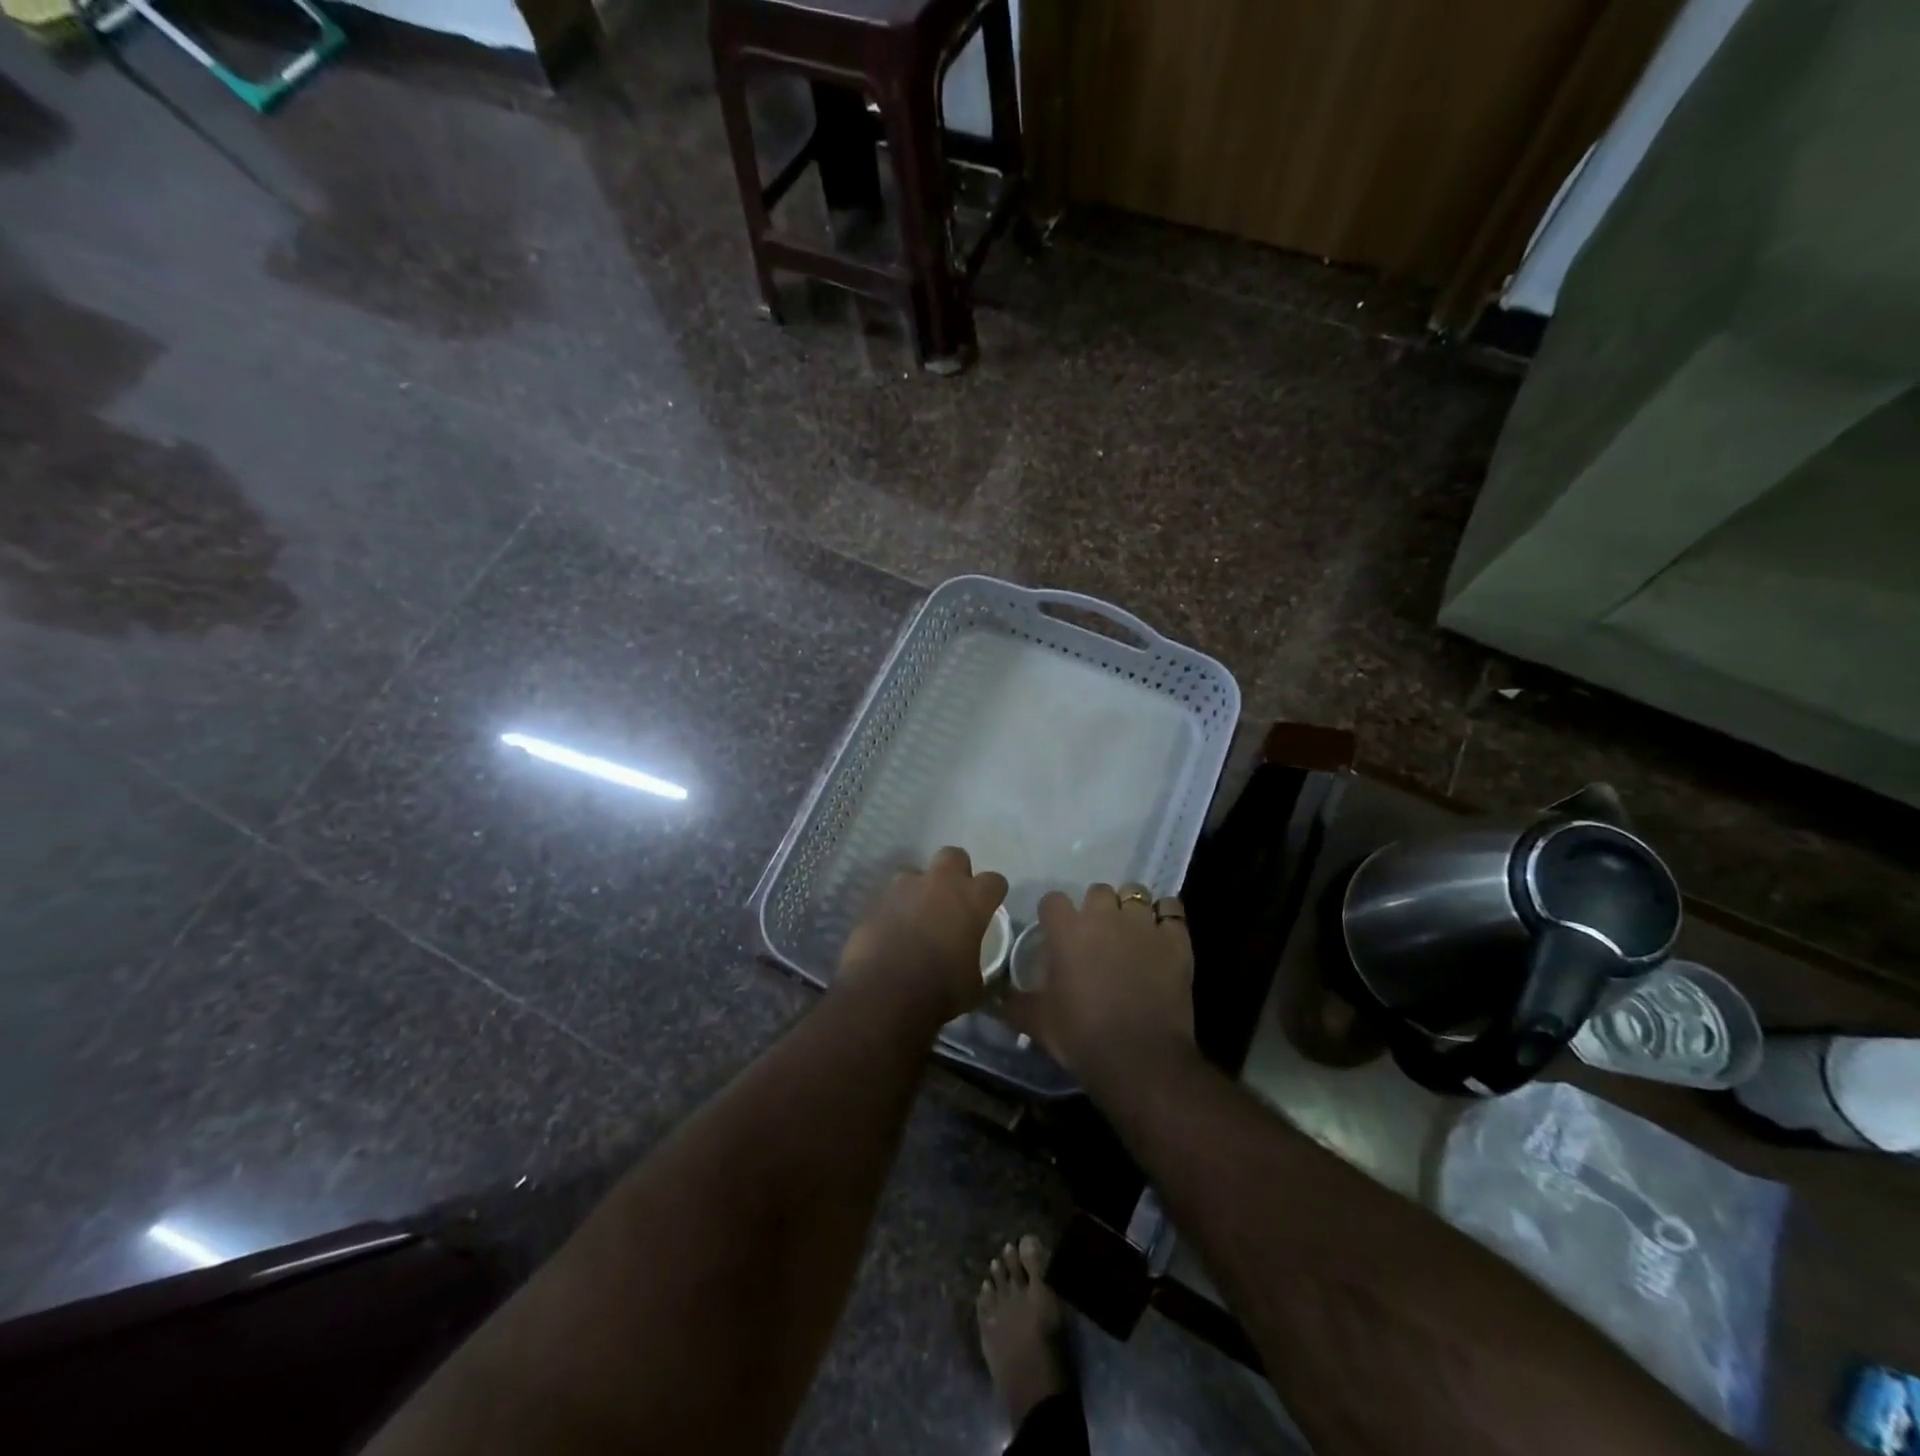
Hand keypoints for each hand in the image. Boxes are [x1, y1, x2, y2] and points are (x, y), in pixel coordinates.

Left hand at [839, 847, 1007, 1023]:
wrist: (883, 993)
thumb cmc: (939, 990)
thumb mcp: (974, 985)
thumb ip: (978, 965)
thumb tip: (976, 970)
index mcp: (972, 900)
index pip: (994, 881)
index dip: (993, 894)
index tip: (989, 907)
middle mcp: (940, 882)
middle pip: (954, 856)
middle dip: (956, 872)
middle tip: (952, 899)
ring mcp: (904, 886)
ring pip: (916, 872)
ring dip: (920, 889)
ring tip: (916, 915)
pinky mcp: (876, 898)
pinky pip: (890, 894)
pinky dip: (894, 906)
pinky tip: (892, 929)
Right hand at [1007, 883, 1195, 1087]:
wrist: (1139, 1059)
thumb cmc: (1081, 1036)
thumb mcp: (1037, 1023)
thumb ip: (1013, 1004)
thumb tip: (992, 999)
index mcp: (1067, 929)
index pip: (1053, 900)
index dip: (1054, 916)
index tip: (1056, 934)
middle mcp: (1104, 916)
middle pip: (1097, 891)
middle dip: (1096, 908)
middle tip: (1097, 936)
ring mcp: (1143, 924)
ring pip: (1136, 894)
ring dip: (1131, 909)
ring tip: (1131, 932)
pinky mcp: (1176, 940)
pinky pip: (1172, 909)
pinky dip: (1166, 917)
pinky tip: (1163, 934)